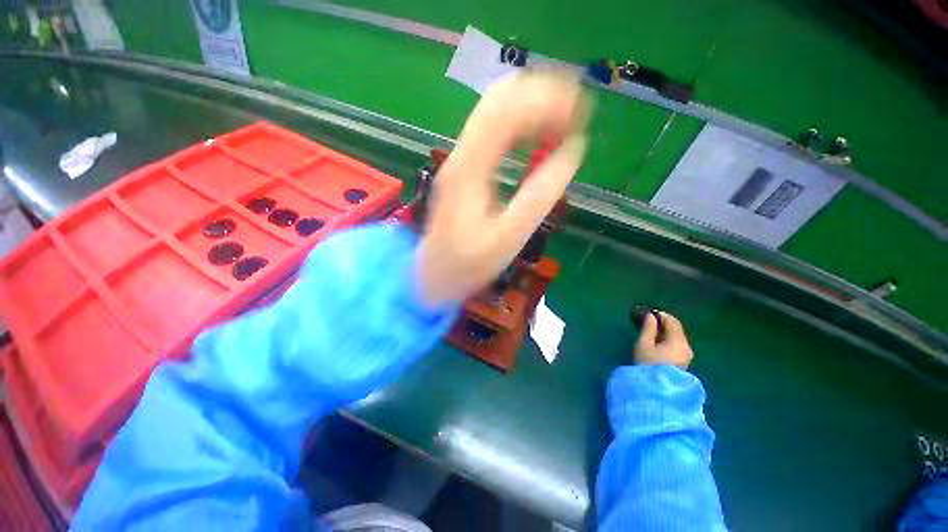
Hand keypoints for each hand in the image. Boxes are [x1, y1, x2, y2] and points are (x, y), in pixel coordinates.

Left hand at [416, 71, 589, 306]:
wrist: (434, 272)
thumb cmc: (469, 262)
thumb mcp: (508, 237)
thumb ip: (539, 196)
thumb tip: (572, 152)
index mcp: (470, 169)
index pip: (506, 112)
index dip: (546, 101)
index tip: (581, 112)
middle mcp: (462, 154)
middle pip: (499, 98)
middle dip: (541, 93)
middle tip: (577, 109)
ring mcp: (461, 158)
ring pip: (495, 108)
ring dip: (531, 103)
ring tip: (565, 116)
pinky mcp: (465, 166)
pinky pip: (494, 129)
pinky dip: (521, 121)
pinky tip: (539, 134)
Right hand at [634, 312, 693, 369]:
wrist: (657, 391)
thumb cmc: (648, 364)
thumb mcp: (643, 344)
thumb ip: (648, 328)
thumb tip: (650, 316)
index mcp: (678, 340)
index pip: (672, 321)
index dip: (661, 315)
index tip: (648, 313)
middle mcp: (686, 347)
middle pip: (676, 330)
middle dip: (663, 324)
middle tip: (648, 322)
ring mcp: (686, 357)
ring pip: (677, 339)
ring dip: (665, 333)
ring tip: (650, 333)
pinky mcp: (683, 364)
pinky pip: (676, 347)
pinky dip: (667, 341)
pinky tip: (657, 344)